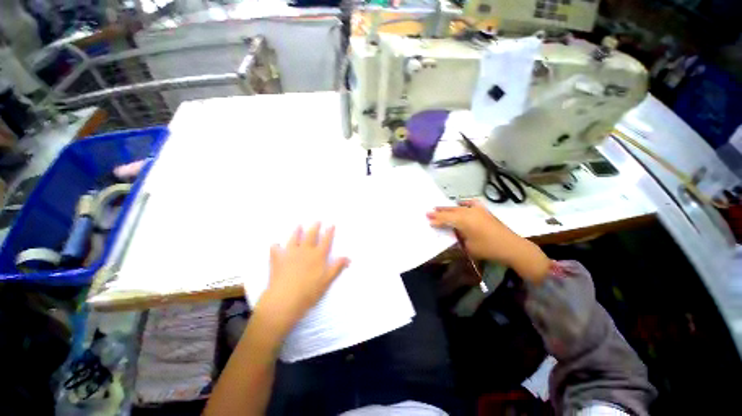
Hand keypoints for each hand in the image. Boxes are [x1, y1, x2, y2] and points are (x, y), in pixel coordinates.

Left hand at [255, 223, 349, 338]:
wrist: (285, 300)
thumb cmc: (309, 292)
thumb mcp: (327, 281)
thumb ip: (337, 267)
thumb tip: (348, 258)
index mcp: (318, 256)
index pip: (326, 241)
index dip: (329, 232)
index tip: (331, 224)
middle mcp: (305, 251)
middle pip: (311, 235)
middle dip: (315, 227)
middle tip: (317, 220)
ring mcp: (290, 254)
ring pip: (294, 239)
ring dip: (297, 231)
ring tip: (298, 225)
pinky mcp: (277, 259)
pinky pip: (275, 250)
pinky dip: (276, 247)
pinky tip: (275, 245)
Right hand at [427, 200, 549, 281]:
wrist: (512, 247)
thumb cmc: (488, 249)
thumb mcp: (468, 247)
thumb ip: (458, 237)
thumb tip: (451, 233)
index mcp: (464, 221)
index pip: (446, 219)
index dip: (436, 220)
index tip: (428, 220)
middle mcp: (469, 212)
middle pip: (450, 212)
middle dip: (439, 212)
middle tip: (428, 212)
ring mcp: (478, 210)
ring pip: (458, 207)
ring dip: (448, 208)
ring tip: (438, 207)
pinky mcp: (484, 211)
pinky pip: (471, 204)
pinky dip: (464, 203)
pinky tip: (460, 203)